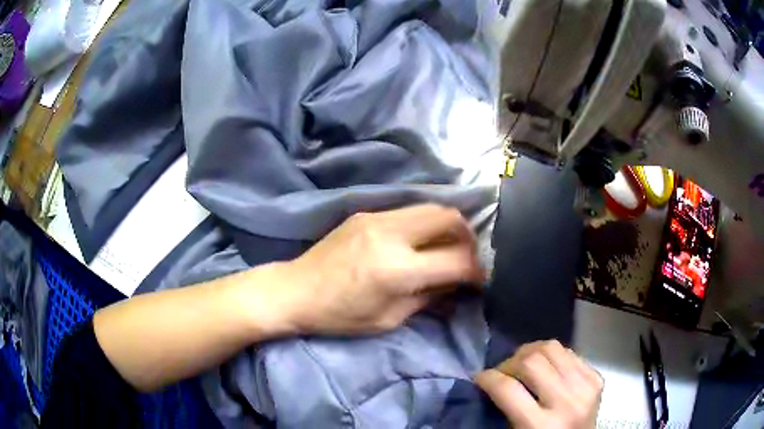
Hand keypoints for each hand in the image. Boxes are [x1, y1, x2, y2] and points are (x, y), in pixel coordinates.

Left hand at [276, 204, 484, 334]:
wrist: (295, 290)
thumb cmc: (339, 315)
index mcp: (397, 269)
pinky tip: (420, 241)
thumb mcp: (389, 318)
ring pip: (430, 207)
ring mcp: (376, 217)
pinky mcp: (366, 212)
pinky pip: (408, 210)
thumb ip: (428, 297)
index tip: (480, 279)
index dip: (476, 270)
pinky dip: (425, 223)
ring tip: (447, 246)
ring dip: (448, 225)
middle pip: (449, 217)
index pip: (455, 260)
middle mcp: (390, 234)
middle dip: (468, 236)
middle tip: (468, 256)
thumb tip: (456, 283)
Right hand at [475, 341, 603, 428]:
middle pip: (531, 362)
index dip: (488, 378)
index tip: (480, 378)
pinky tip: (547, 368)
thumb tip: (488, 380)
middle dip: (509, 363)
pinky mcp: (597, 379)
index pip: (508, 389)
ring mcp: (586, 388)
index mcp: (540, 426)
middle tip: (502, 373)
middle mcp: (567, 403)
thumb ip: (505, 409)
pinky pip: (570, 352)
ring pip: (552, 348)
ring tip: (523, 365)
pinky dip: (553, 356)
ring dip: (531, 353)